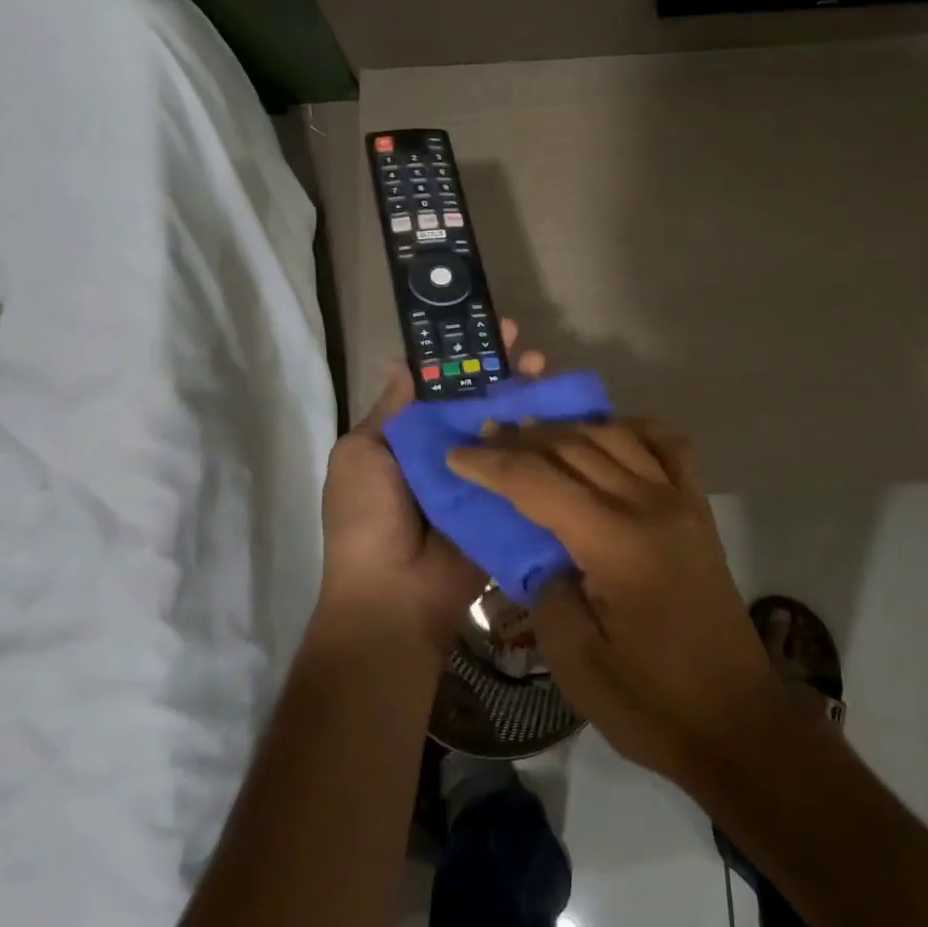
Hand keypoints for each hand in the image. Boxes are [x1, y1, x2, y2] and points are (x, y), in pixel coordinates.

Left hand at [319, 322, 545, 657]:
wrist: (394, 594)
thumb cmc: (368, 517)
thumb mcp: (362, 454)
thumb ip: (391, 411)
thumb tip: (401, 362)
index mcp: (413, 438)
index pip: (446, 387)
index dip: (468, 359)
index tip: (491, 332)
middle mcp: (451, 451)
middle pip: (485, 403)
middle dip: (508, 374)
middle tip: (532, 351)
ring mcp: (482, 477)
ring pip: (510, 429)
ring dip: (531, 400)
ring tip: (549, 374)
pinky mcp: (507, 502)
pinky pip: (527, 468)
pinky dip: (545, 442)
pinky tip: (565, 418)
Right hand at [445, 419, 781, 782]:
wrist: (736, 721)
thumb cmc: (652, 703)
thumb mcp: (576, 662)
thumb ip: (546, 593)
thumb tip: (541, 552)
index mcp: (616, 543)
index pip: (540, 483)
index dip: (492, 465)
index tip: (456, 454)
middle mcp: (651, 505)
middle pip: (576, 448)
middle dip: (522, 438)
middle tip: (483, 436)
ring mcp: (681, 501)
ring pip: (618, 436)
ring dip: (570, 427)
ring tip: (532, 430)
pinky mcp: (700, 510)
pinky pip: (670, 446)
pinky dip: (635, 428)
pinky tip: (610, 431)